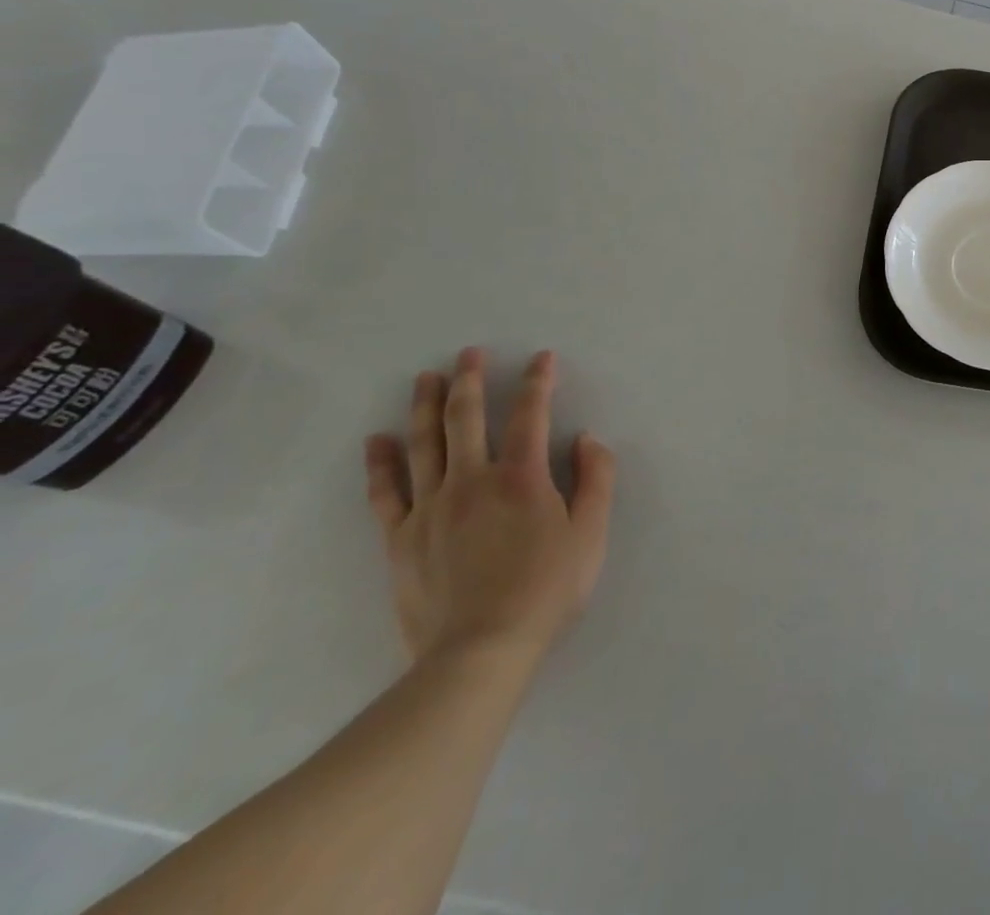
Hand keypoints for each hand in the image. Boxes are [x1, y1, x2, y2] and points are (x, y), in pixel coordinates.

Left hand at [364, 348, 616, 666]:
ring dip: (424, 406)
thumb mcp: (591, 534)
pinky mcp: (401, 538)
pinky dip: (380, 463)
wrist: (479, 653)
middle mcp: (473, 480)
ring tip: (424, 377)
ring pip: (423, 444)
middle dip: (469, 380)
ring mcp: (431, 508)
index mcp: (522, 477)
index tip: (542, 358)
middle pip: (465, 418)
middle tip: (467, 353)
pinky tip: (376, 440)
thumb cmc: (545, 590)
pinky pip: (386, 492)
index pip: (531, 415)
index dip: (538, 382)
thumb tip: (586, 439)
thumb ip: (596, 480)